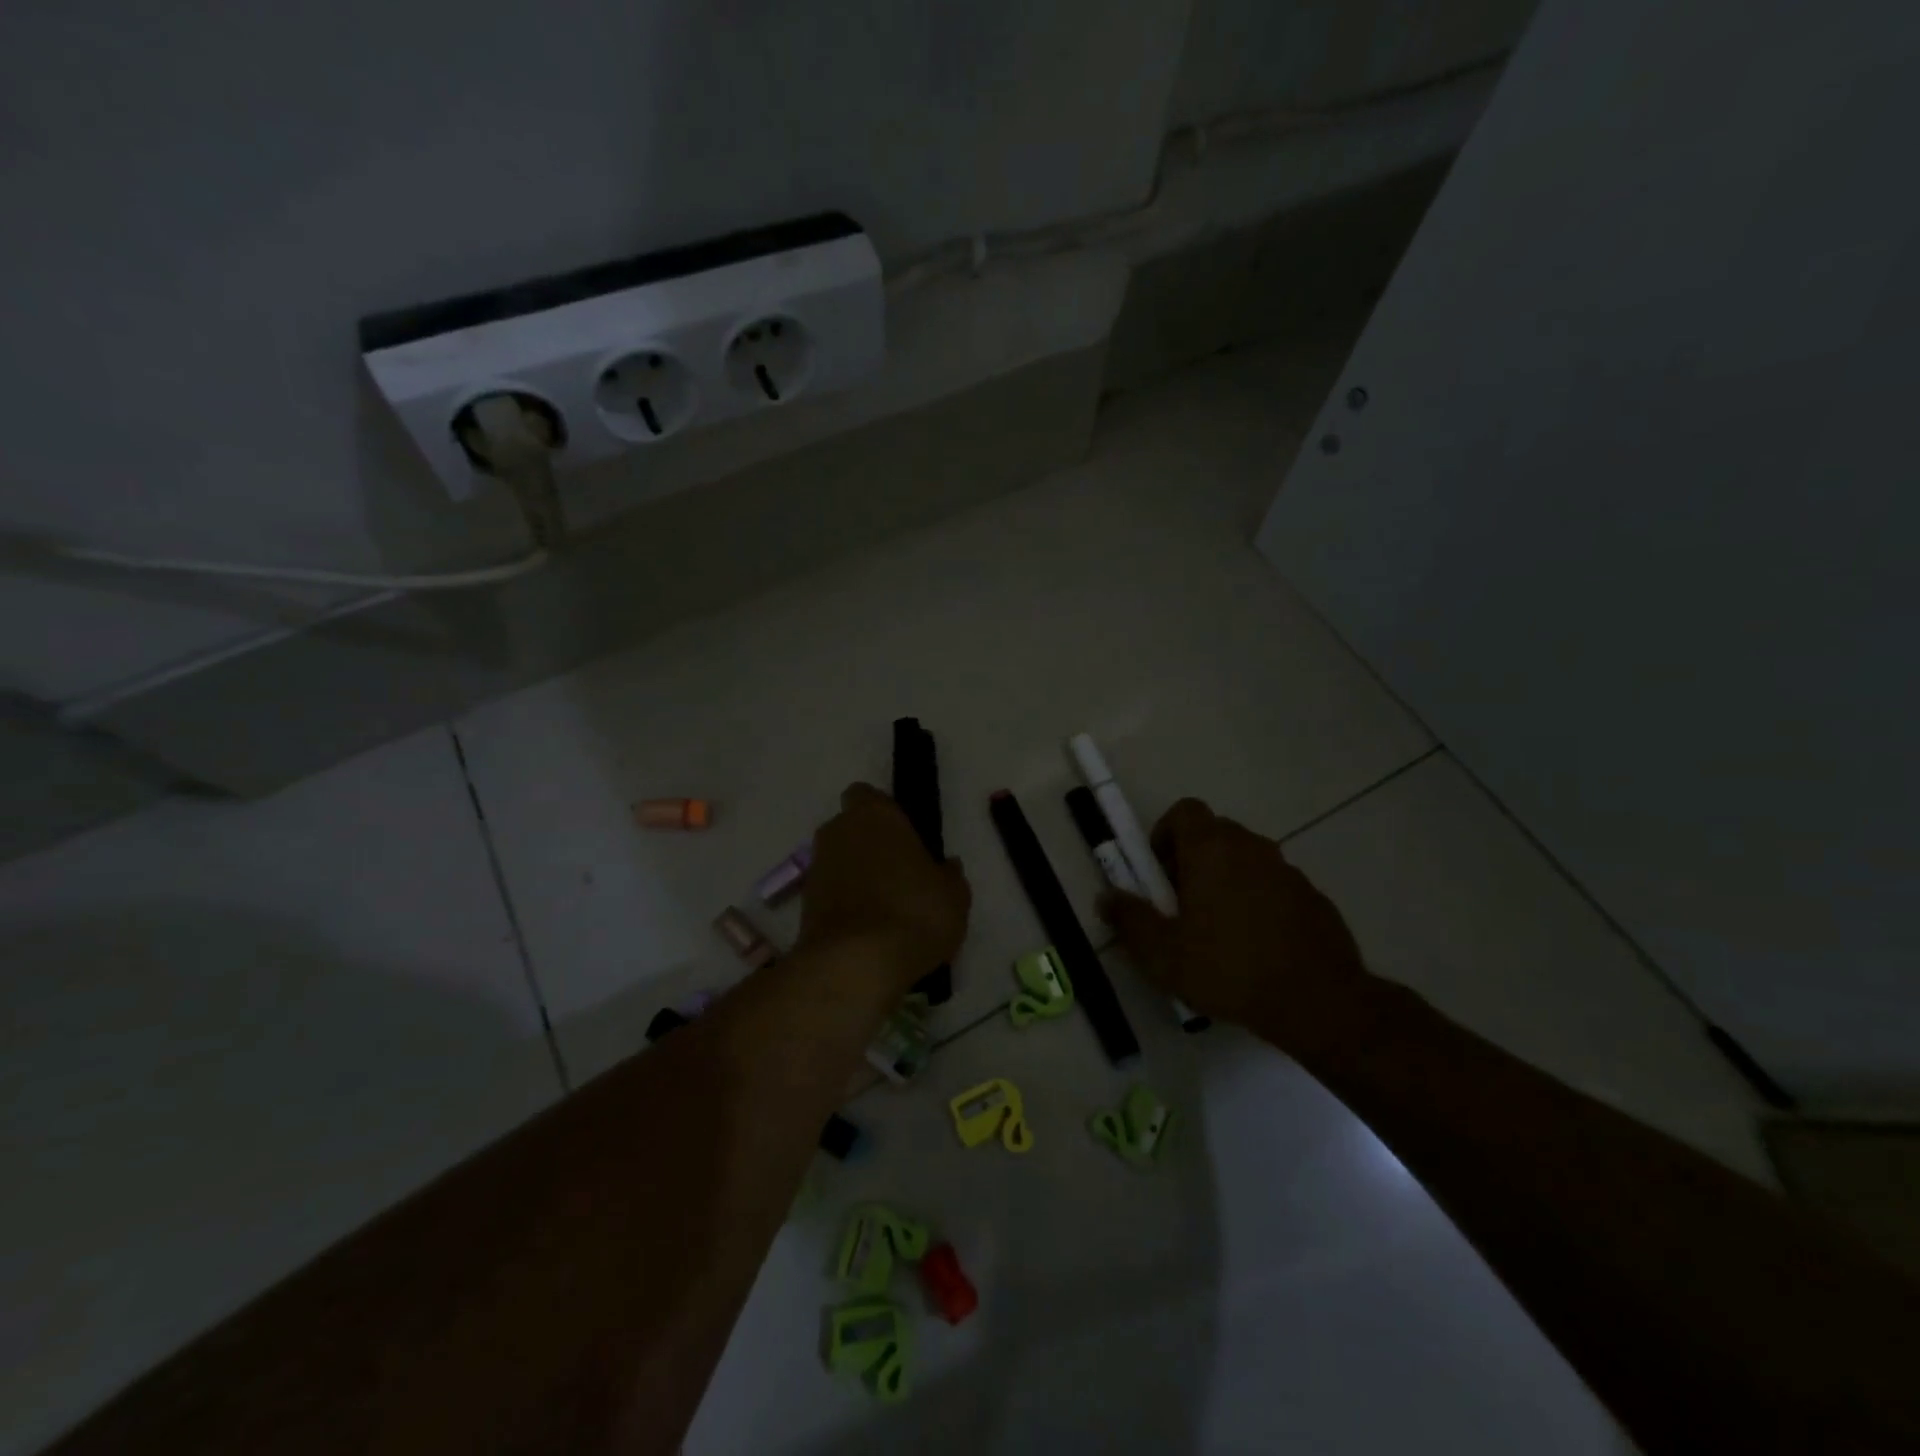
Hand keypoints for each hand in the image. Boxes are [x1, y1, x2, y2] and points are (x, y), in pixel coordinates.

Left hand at [797, 783, 970, 990]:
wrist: (854, 965)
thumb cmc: (913, 912)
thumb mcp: (954, 895)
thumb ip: (949, 875)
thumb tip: (946, 867)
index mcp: (874, 814)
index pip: (868, 795)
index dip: (885, 813)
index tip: (906, 837)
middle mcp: (838, 831)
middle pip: (852, 829)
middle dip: (871, 846)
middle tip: (901, 875)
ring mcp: (816, 868)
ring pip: (840, 862)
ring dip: (858, 877)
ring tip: (888, 911)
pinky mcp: (804, 905)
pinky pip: (832, 894)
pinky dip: (847, 905)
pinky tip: (870, 932)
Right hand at [1099, 798, 1368, 1049]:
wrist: (1318, 1001)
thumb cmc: (1228, 969)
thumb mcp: (1162, 954)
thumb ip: (1130, 920)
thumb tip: (1106, 898)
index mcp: (1212, 849)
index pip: (1185, 811)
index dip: (1165, 833)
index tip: (1159, 873)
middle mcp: (1251, 847)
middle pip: (1214, 833)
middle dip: (1192, 860)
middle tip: (1181, 904)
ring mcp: (1288, 871)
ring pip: (1246, 860)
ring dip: (1226, 880)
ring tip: (1218, 931)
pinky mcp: (1313, 898)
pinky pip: (1274, 886)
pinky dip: (1259, 902)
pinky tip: (1256, 947)